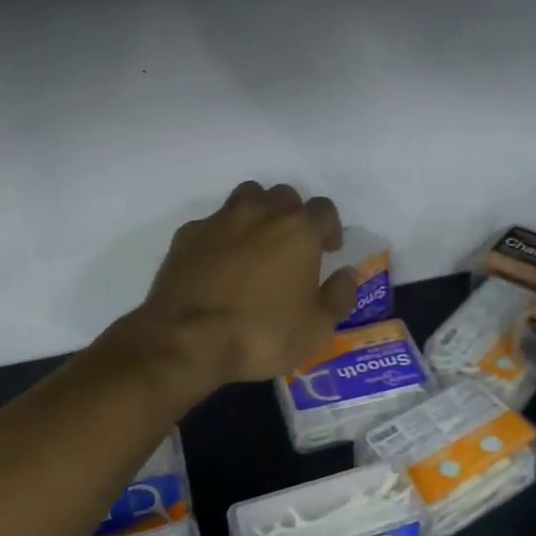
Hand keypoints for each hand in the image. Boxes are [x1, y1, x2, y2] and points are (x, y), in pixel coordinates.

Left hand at [127, 181, 358, 388]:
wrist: (188, 338)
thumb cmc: (261, 334)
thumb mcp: (316, 328)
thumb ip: (338, 296)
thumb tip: (347, 274)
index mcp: (298, 230)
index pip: (323, 209)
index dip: (329, 228)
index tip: (326, 250)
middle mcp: (260, 213)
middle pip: (284, 196)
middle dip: (292, 215)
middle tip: (290, 247)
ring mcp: (220, 220)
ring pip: (246, 198)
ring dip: (257, 213)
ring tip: (256, 244)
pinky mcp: (187, 234)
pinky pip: (212, 223)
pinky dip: (221, 236)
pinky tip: (218, 263)